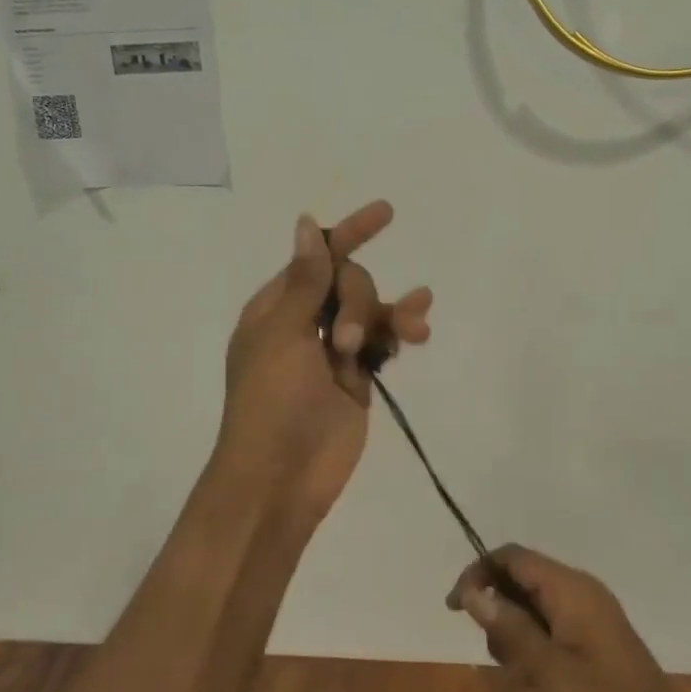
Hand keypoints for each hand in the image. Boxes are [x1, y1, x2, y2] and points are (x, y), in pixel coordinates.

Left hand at [215, 202, 431, 519]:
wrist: (280, 478)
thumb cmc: (270, 402)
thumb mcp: (284, 335)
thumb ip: (306, 280)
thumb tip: (307, 222)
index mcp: (277, 307)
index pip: (318, 258)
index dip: (350, 233)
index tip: (387, 213)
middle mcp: (305, 322)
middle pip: (349, 283)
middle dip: (359, 301)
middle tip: (347, 344)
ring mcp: (333, 351)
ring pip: (371, 311)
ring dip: (391, 313)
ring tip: (411, 332)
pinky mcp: (357, 378)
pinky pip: (383, 342)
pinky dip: (400, 333)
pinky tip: (420, 332)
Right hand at [449, 545, 690, 691]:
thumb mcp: (549, 673)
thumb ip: (510, 628)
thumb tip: (472, 591)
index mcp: (572, 588)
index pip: (512, 557)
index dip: (478, 573)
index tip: (455, 609)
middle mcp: (581, 593)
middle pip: (521, 581)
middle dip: (500, 614)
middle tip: (501, 660)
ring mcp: (591, 618)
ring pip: (534, 609)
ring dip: (517, 639)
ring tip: (526, 682)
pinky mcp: (596, 644)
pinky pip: (552, 631)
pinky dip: (536, 652)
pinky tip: (541, 689)